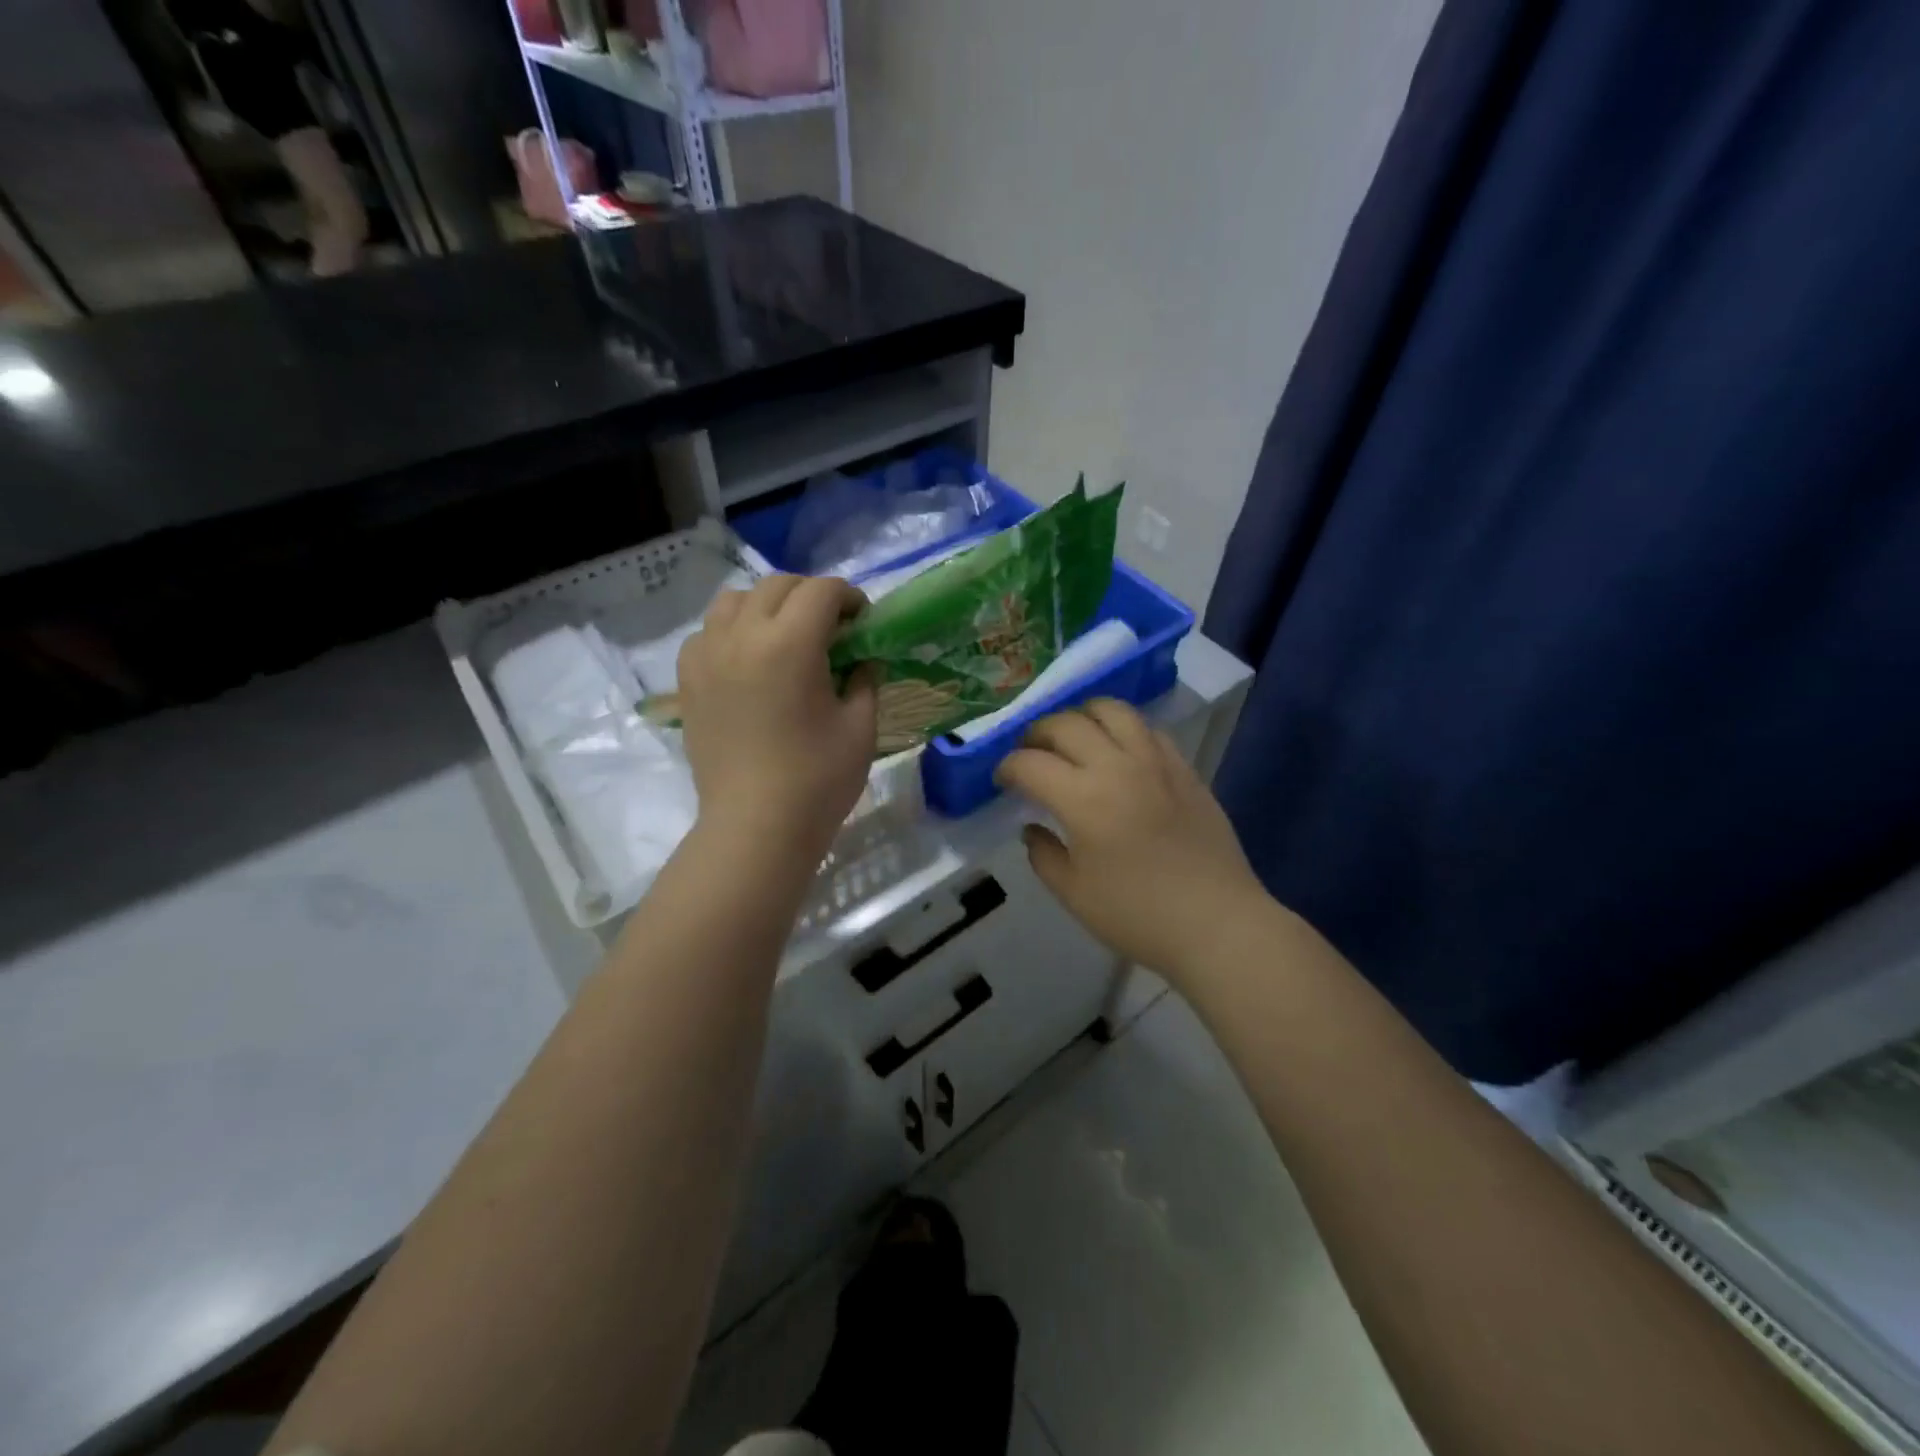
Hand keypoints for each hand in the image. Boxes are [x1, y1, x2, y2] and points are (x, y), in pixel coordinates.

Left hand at [677, 575, 876, 870]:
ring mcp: (707, 656)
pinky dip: (731, 631)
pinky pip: (707, 633)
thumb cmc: (818, 780)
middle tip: (831, 628)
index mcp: (790, 644)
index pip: (821, 591)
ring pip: (733, 601)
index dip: (848, 597)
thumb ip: (865, 679)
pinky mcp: (688, 681)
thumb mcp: (860, 727)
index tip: (862, 620)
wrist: (755, 828)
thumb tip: (862, 658)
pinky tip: (748, 661)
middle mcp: (742, 636)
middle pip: (777, 586)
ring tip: (784, 636)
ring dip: (766, 606)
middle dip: (810, 596)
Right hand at [995, 699, 1267, 983]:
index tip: (1003, 780)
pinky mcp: (1184, 768)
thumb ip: (1044, 855)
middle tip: (1030, 754)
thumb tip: (1032, 828)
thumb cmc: (1138, 915)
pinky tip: (1119, 752)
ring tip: (1073, 738)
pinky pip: (1148, 729)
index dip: (1007, 767)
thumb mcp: (1074, 894)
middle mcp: (1116, 766)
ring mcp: (1155, 762)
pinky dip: (1123, 730)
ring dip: (1081, 717)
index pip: (1030, 763)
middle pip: (1065, 725)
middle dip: (1036, 734)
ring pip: (1111, 710)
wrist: (1217, 924)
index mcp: (1082, 799)